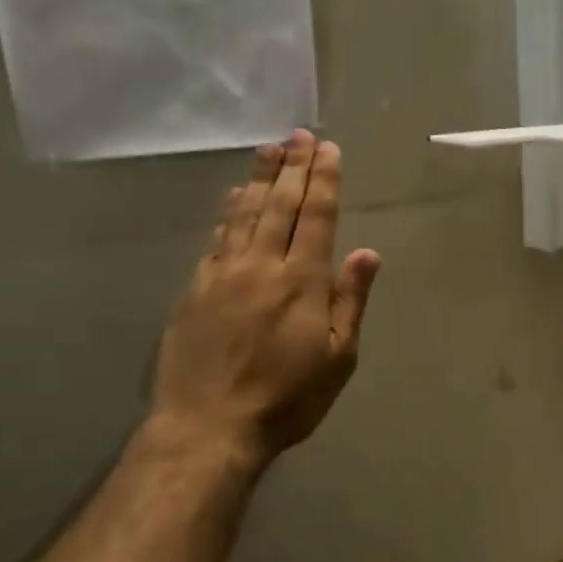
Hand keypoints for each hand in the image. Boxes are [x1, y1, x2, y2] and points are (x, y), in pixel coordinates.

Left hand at [149, 130, 381, 468]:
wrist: (208, 426)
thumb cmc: (287, 399)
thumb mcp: (338, 358)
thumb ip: (351, 301)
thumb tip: (367, 252)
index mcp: (303, 281)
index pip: (317, 217)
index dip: (324, 180)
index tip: (327, 150)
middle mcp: (262, 265)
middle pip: (280, 205)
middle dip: (293, 167)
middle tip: (299, 135)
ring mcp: (223, 274)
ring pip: (244, 214)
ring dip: (259, 178)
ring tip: (269, 149)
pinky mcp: (195, 289)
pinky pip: (216, 237)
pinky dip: (228, 211)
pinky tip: (233, 196)